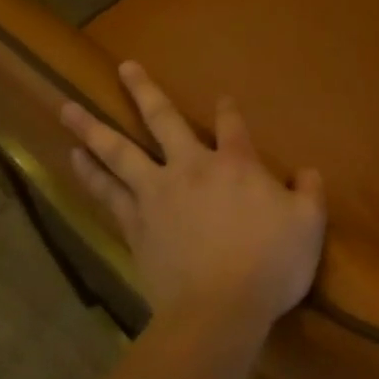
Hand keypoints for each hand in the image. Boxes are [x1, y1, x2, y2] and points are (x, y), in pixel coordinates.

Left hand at [60, 62, 326, 330]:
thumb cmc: (270, 265)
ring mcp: (157, 194)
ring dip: (93, 129)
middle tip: (124, 67)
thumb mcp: (309, 225)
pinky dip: (90, 174)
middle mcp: (191, 168)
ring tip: (68, 110)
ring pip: (120, 152)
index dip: (228, 109)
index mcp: (236, 164)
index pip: (231, 125)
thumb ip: (310, 192)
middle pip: (163, 120)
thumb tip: (308, 171)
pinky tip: (75, 160)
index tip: (223, 98)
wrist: (219, 311)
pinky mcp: (136, 224)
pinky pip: (107, 192)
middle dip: (144, 91)